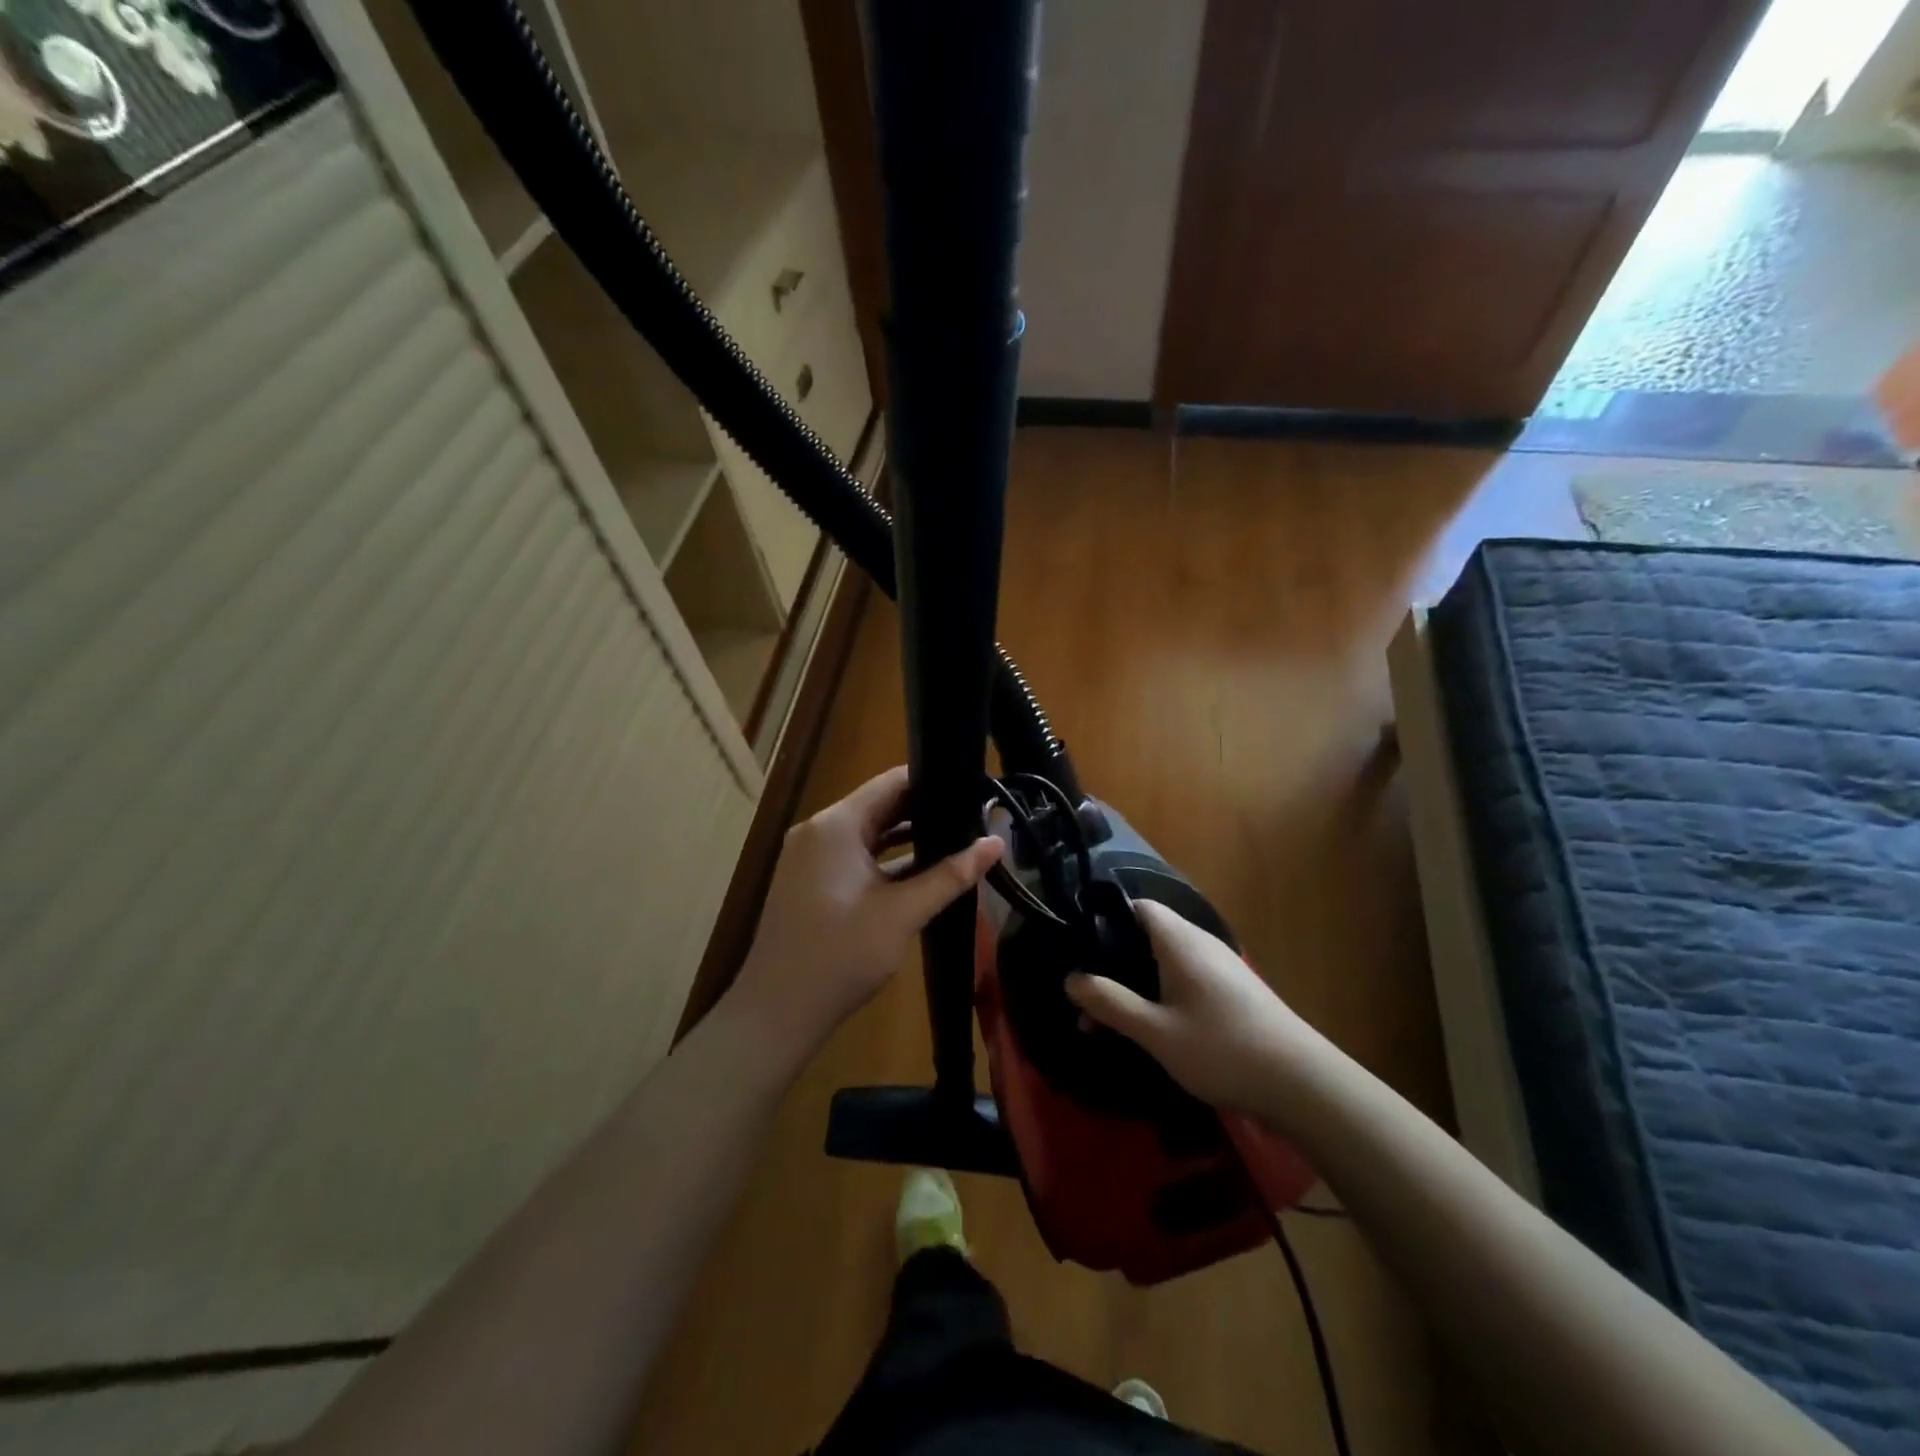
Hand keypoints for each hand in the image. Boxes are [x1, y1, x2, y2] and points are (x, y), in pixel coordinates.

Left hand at [726, 766, 1001, 1072]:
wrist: (778, 1010)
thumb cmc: (842, 954)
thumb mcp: (903, 913)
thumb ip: (951, 875)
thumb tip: (996, 843)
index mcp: (837, 825)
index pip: (891, 782)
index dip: (933, 781)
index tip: (972, 789)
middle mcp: (819, 830)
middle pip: (879, 805)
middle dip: (925, 810)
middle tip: (973, 816)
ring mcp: (811, 856)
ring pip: (868, 833)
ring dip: (907, 836)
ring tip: (956, 839)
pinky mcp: (810, 881)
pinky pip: (854, 856)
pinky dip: (885, 859)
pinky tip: (921, 871)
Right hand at [1066, 901, 1307, 1114]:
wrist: (1302, 1083)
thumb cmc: (1221, 1049)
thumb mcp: (1155, 1031)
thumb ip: (1110, 1003)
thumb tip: (1070, 979)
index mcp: (1179, 940)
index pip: (1136, 905)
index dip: (1104, 919)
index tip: (1078, 949)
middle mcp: (1199, 942)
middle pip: (1146, 935)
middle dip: (1113, 963)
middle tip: (1085, 997)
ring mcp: (1219, 966)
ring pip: (1163, 962)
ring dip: (1134, 985)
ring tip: (1108, 1022)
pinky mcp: (1232, 991)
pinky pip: (1183, 979)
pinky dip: (1159, 995)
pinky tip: (1150, 1029)